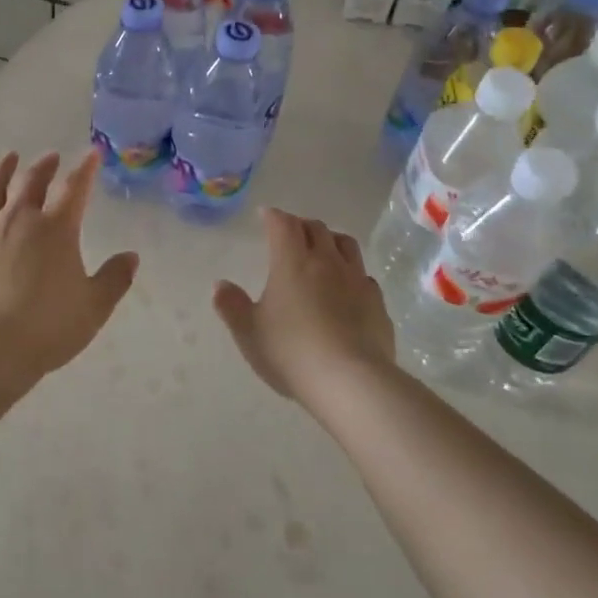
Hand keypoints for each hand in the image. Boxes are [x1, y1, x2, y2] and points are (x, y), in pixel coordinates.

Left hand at [0, 150, 137, 381]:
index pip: (75, 188)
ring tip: (8, 158)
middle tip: (50, 157)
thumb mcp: (94, 307)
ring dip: (1, 170)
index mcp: (56, 229)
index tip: (91, 154)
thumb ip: (115, 279)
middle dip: (44, 166)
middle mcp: (18, 219)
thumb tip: (131, 257)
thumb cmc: (48, 327)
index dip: (85, 169)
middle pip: (31, 181)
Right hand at [213, 208, 396, 401]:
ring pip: (346, 245)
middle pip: (317, 228)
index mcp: (292, 262)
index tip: (266, 216)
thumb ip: (232, 306)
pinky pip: (364, 276)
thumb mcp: (249, 333)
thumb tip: (220, 285)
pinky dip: (352, 273)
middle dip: (301, 225)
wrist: (351, 382)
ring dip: (331, 241)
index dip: (273, 216)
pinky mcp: (378, 303)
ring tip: (323, 251)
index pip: (283, 224)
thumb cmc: (291, 352)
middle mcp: (327, 262)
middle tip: (291, 234)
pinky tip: (347, 289)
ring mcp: (357, 280)